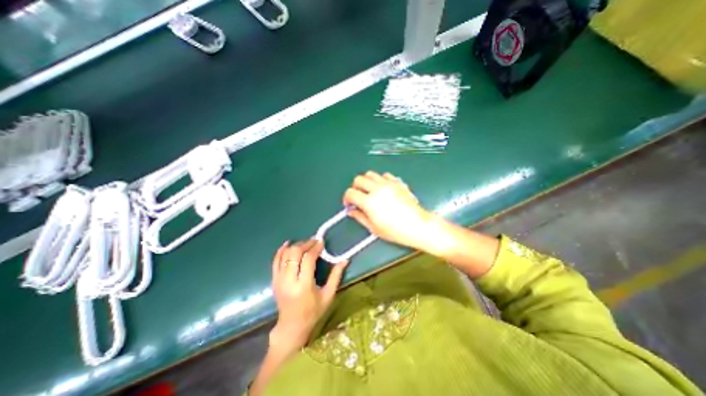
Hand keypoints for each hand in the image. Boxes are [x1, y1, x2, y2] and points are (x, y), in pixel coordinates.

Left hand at [271, 238, 346, 351]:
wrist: (292, 326)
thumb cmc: (313, 312)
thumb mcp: (328, 295)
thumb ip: (336, 276)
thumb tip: (345, 260)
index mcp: (304, 286)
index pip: (308, 259)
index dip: (315, 248)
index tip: (321, 242)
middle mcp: (289, 281)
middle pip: (295, 253)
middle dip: (305, 244)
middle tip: (314, 241)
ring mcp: (279, 280)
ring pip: (285, 255)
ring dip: (296, 246)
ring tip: (306, 243)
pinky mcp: (274, 280)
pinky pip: (275, 261)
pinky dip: (281, 250)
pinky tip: (288, 243)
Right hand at [343, 171, 436, 249]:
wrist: (418, 225)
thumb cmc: (396, 230)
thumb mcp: (374, 228)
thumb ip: (360, 217)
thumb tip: (351, 211)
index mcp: (369, 201)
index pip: (350, 193)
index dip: (346, 198)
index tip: (349, 203)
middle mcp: (377, 189)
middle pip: (358, 179)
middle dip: (355, 187)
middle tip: (358, 196)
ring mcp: (388, 184)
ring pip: (370, 174)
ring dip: (366, 181)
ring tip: (369, 191)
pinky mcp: (398, 182)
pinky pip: (385, 175)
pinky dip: (380, 179)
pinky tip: (383, 188)